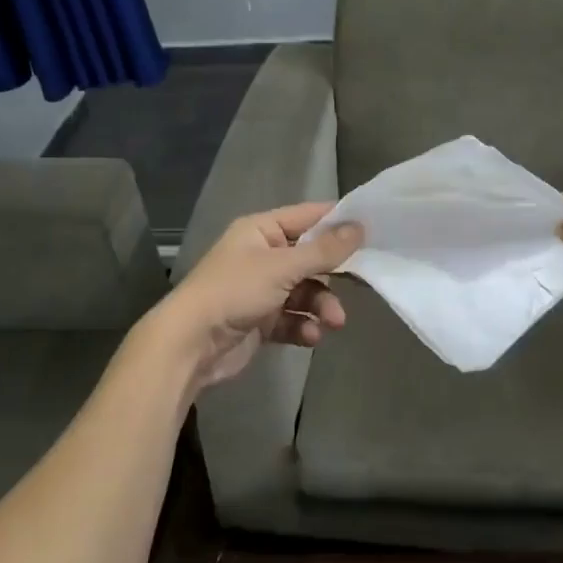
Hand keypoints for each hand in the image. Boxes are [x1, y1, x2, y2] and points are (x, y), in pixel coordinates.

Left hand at [154, 203, 363, 391]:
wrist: (191, 344)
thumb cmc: (234, 291)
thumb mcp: (282, 267)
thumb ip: (324, 250)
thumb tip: (360, 227)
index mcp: (261, 231)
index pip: (307, 217)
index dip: (338, 222)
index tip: (372, 230)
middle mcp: (262, 256)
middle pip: (310, 258)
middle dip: (333, 275)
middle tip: (361, 283)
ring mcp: (261, 290)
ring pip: (305, 292)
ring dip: (321, 305)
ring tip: (333, 322)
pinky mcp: (261, 321)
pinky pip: (293, 318)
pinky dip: (304, 326)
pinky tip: (310, 336)